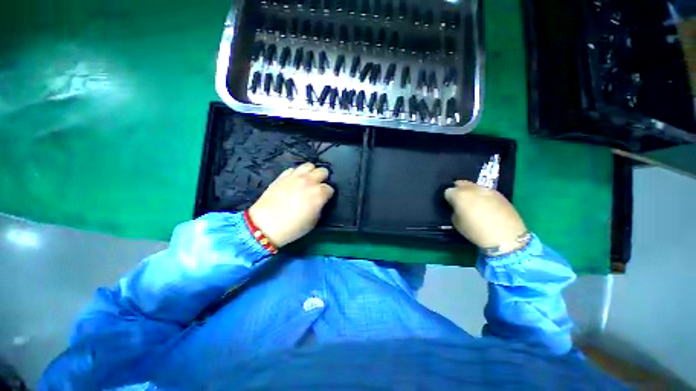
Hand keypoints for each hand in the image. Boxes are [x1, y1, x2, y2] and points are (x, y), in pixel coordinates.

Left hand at [249, 162, 334, 247]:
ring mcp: (295, 177)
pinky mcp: (282, 176)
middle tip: (318, 187)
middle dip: (323, 179)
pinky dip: (297, 173)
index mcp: (319, 194)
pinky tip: (295, 181)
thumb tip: (320, 200)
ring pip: (309, 165)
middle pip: (322, 171)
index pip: (330, 188)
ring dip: (311, 172)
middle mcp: (309, 181)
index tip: (324, 199)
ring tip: (308, 180)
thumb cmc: (293, 227)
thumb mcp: (314, 221)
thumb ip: (320, 206)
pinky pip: (293, 169)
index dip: (328, 194)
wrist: (265, 225)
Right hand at [444, 180, 527, 253]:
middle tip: (460, 202)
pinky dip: (482, 197)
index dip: (448, 198)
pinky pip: (486, 192)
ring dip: (471, 193)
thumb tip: (458, 208)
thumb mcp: (456, 223)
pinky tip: (486, 207)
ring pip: (474, 187)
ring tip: (474, 204)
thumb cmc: (476, 231)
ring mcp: (487, 190)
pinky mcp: (500, 194)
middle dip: (458, 191)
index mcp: (459, 195)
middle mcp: (472, 189)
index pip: (448, 191)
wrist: (506, 237)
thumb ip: (454, 211)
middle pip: (461, 183)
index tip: (451, 205)